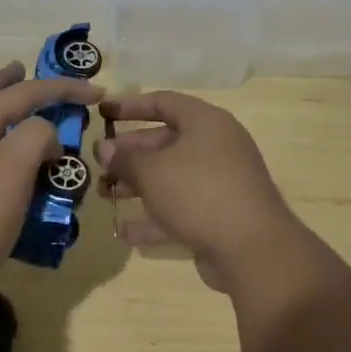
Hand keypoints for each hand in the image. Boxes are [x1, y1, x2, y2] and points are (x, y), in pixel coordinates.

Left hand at [0, 61, 102, 288]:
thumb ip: (36, 136)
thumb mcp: (13, 166)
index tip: (97, 92)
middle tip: (23, 69)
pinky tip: (17, 167)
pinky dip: (5, 151)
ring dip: (5, 115)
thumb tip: (46, 136)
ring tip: (27, 115)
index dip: (62, 89)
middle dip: (6, 83)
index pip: (23, 93)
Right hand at [97, 91, 303, 291]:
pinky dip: (155, 218)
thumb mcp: (152, 171)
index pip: (164, 102)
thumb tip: (103, 148)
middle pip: (165, 141)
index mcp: (206, 123)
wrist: (252, 249)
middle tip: (98, 163)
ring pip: (171, 177)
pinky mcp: (220, 215)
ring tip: (104, 194)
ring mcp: (220, 183)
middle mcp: (216, 147)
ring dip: (137, 185)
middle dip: (130, 153)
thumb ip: (124, 158)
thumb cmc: (198, 193)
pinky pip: (181, 209)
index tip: (102, 113)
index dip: (131, 106)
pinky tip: (126, 232)